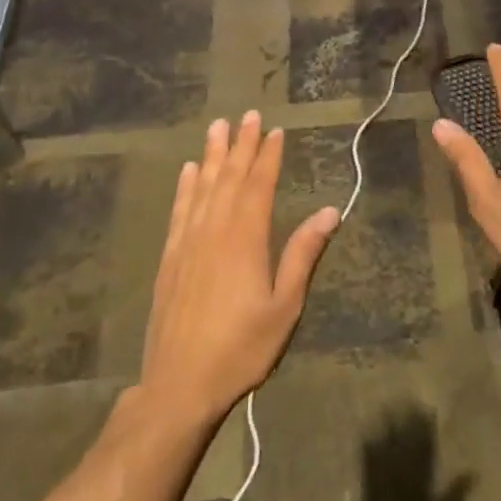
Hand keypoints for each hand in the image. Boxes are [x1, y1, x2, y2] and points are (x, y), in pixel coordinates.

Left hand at [140, 111, 339, 426]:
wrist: (180, 385)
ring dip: (212, 155)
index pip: (258, 185)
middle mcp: (215, 230)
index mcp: (246, 239)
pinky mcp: (170, 258)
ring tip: (217, 127)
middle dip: (241, 145)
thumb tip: (329, 211)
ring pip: (203, 187)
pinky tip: (189, 171)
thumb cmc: (242, 348)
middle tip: (247, 114)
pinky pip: (180, 211)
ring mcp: (188, 243)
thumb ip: (303, 254)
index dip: (268, 156)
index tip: (274, 130)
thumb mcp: (285, 306)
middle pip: (230, 178)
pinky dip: (186, 187)